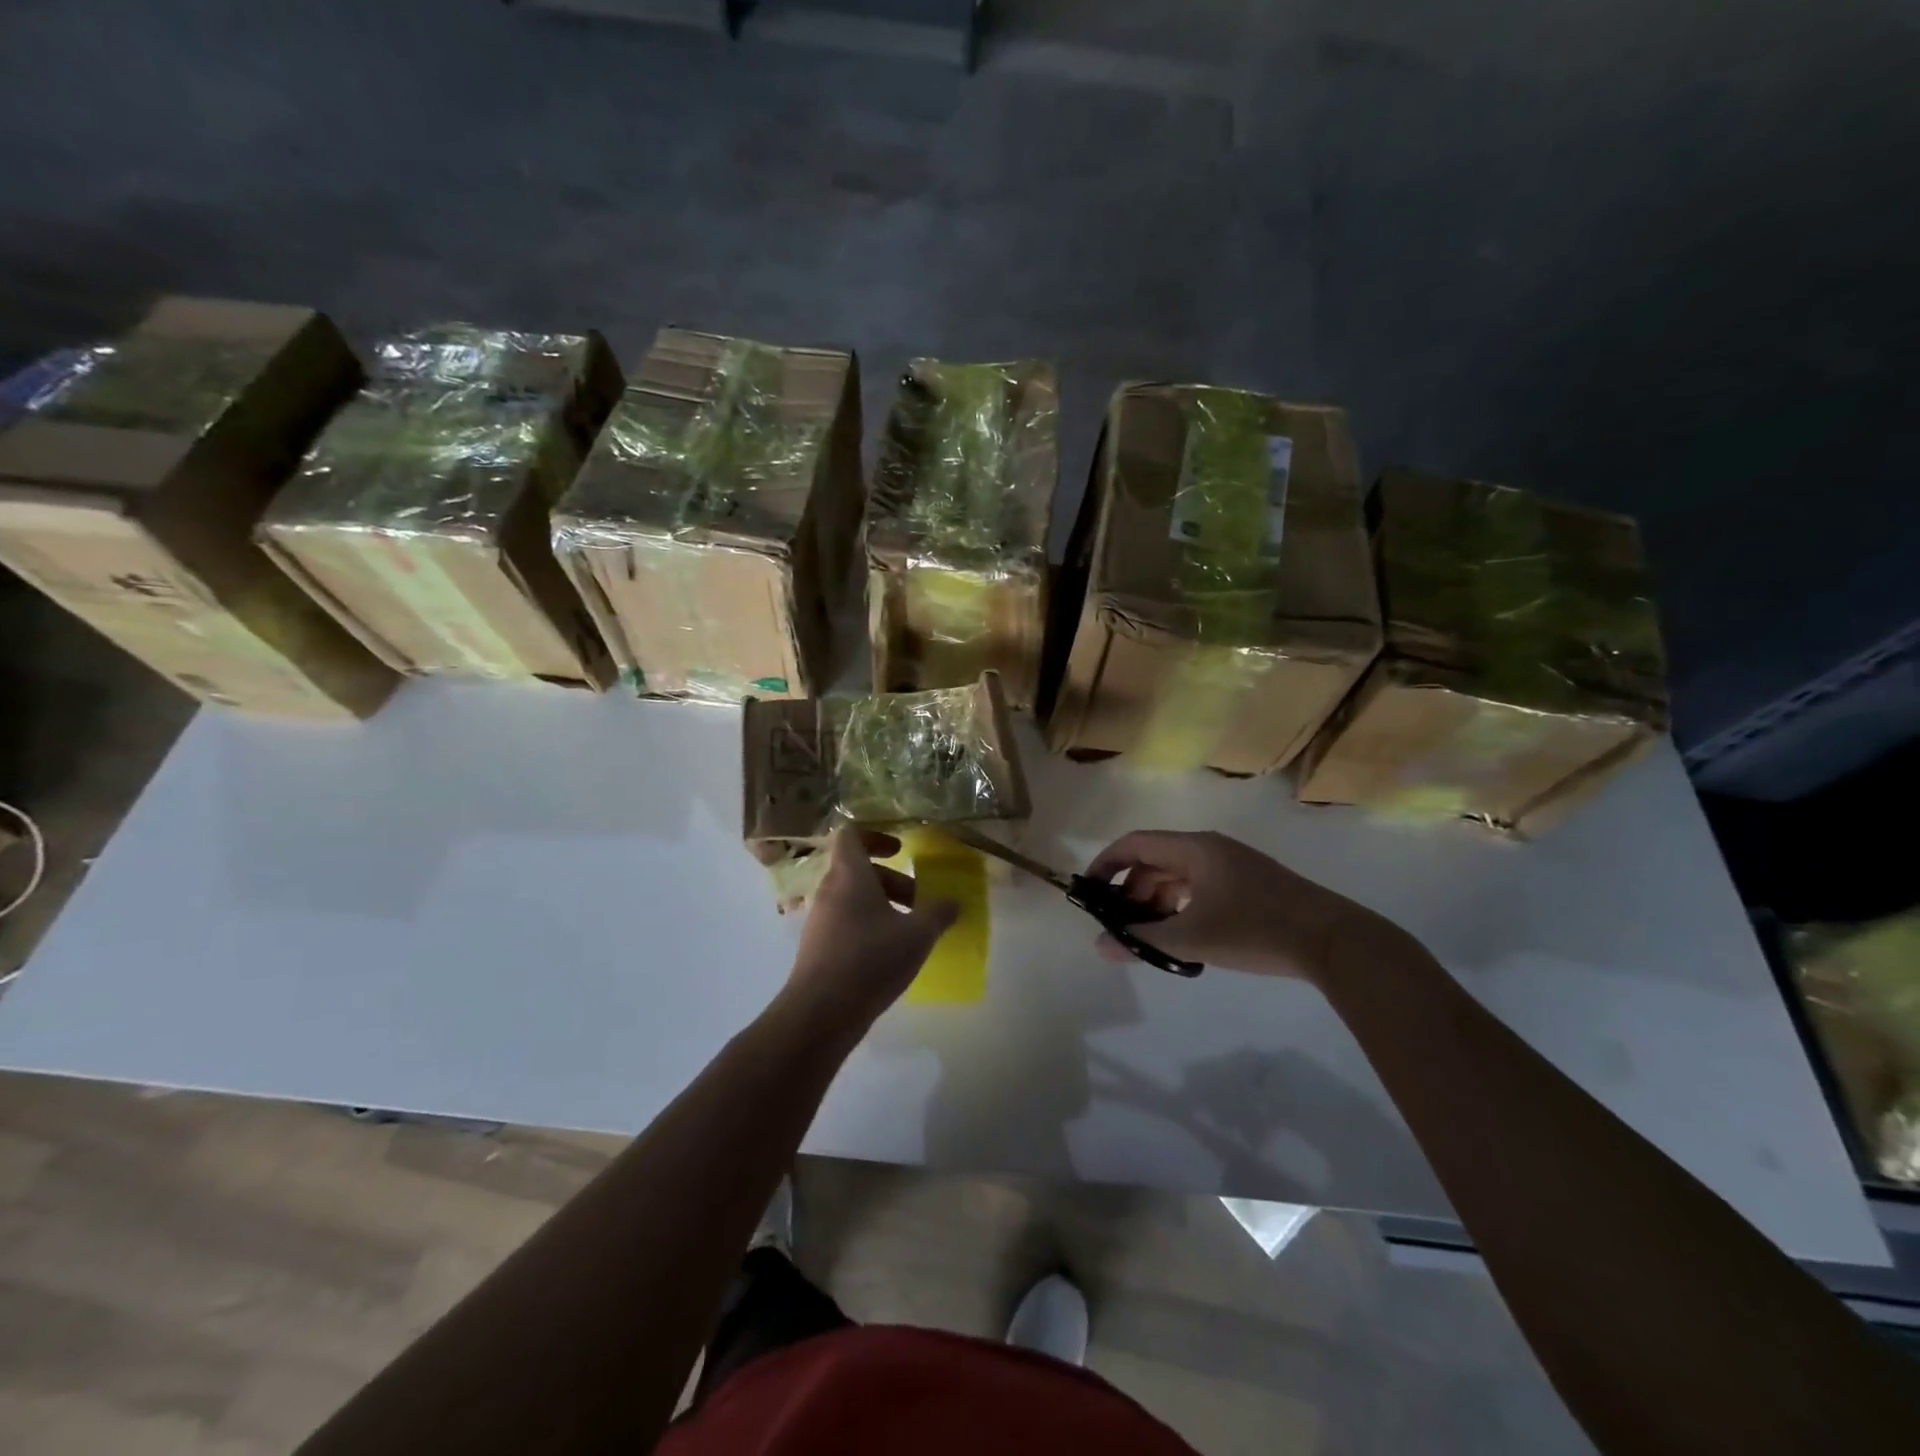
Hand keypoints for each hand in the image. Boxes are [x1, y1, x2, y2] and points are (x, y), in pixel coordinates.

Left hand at [784, 827, 959, 1030]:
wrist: (821, 1012)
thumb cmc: (871, 959)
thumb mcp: (917, 935)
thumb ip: (938, 914)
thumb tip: (953, 903)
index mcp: (849, 874)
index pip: (851, 834)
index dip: (876, 836)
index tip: (901, 852)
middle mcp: (829, 890)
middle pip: (858, 869)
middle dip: (891, 881)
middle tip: (918, 900)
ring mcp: (820, 919)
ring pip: (853, 897)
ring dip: (882, 905)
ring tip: (910, 931)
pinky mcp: (817, 946)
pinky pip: (845, 922)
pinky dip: (868, 927)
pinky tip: (889, 954)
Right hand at [1084, 830, 1388, 982]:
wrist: (1333, 941)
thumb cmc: (1255, 929)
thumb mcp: (1192, 937)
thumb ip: (1142, 940)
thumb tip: (1101, 946)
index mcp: (1195, 848)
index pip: (1135, 843)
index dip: (1106, 864)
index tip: (1089, 893)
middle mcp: (1210, 849)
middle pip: (1156, 861)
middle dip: (1131, 891)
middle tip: (1118, 926)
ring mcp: (1232, 867)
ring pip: (1178, 878)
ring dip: (1156, 902)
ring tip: (1146, 937)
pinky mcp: (1248, 886)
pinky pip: (1199, 889)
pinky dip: (1180, 908)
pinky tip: (1180, 937)